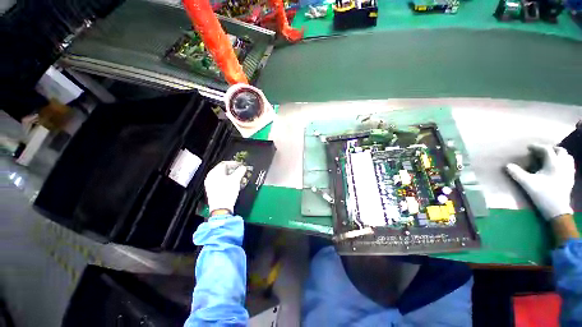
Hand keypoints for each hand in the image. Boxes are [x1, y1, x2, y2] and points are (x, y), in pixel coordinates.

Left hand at [204, 161, 246, 215]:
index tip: (241, 165)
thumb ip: (240, 171)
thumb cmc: (226, 193)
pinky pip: (223, 182)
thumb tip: (243, 167)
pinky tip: (237, 184)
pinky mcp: (215, 191)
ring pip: (225, 176)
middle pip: (224, 170)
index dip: (234, 163)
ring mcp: (212, 184)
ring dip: (234, 176)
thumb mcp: (235, 179)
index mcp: (214, 173)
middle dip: (235, 171)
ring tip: (241, 179)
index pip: (224, 163)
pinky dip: (231, 182)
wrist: (221, 208)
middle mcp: (211, 177)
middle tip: (242, 172)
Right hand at [506, 144, 574, 219]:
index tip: (529, 147)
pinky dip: (564, 162)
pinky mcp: (571, 178)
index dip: (537, 147)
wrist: (557, 210)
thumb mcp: (527, 184)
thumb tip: (507, 165)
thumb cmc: (543, 195)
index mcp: (554, 164)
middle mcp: (563, 164)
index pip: (547, 149)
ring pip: (567, 157)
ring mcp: (569, 172)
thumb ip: (517, 173)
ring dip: (559, 155)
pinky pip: (570, 165)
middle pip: (560, 151)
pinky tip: (559, 167)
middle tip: (541, 152)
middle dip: (551, 149)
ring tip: (551, 158)